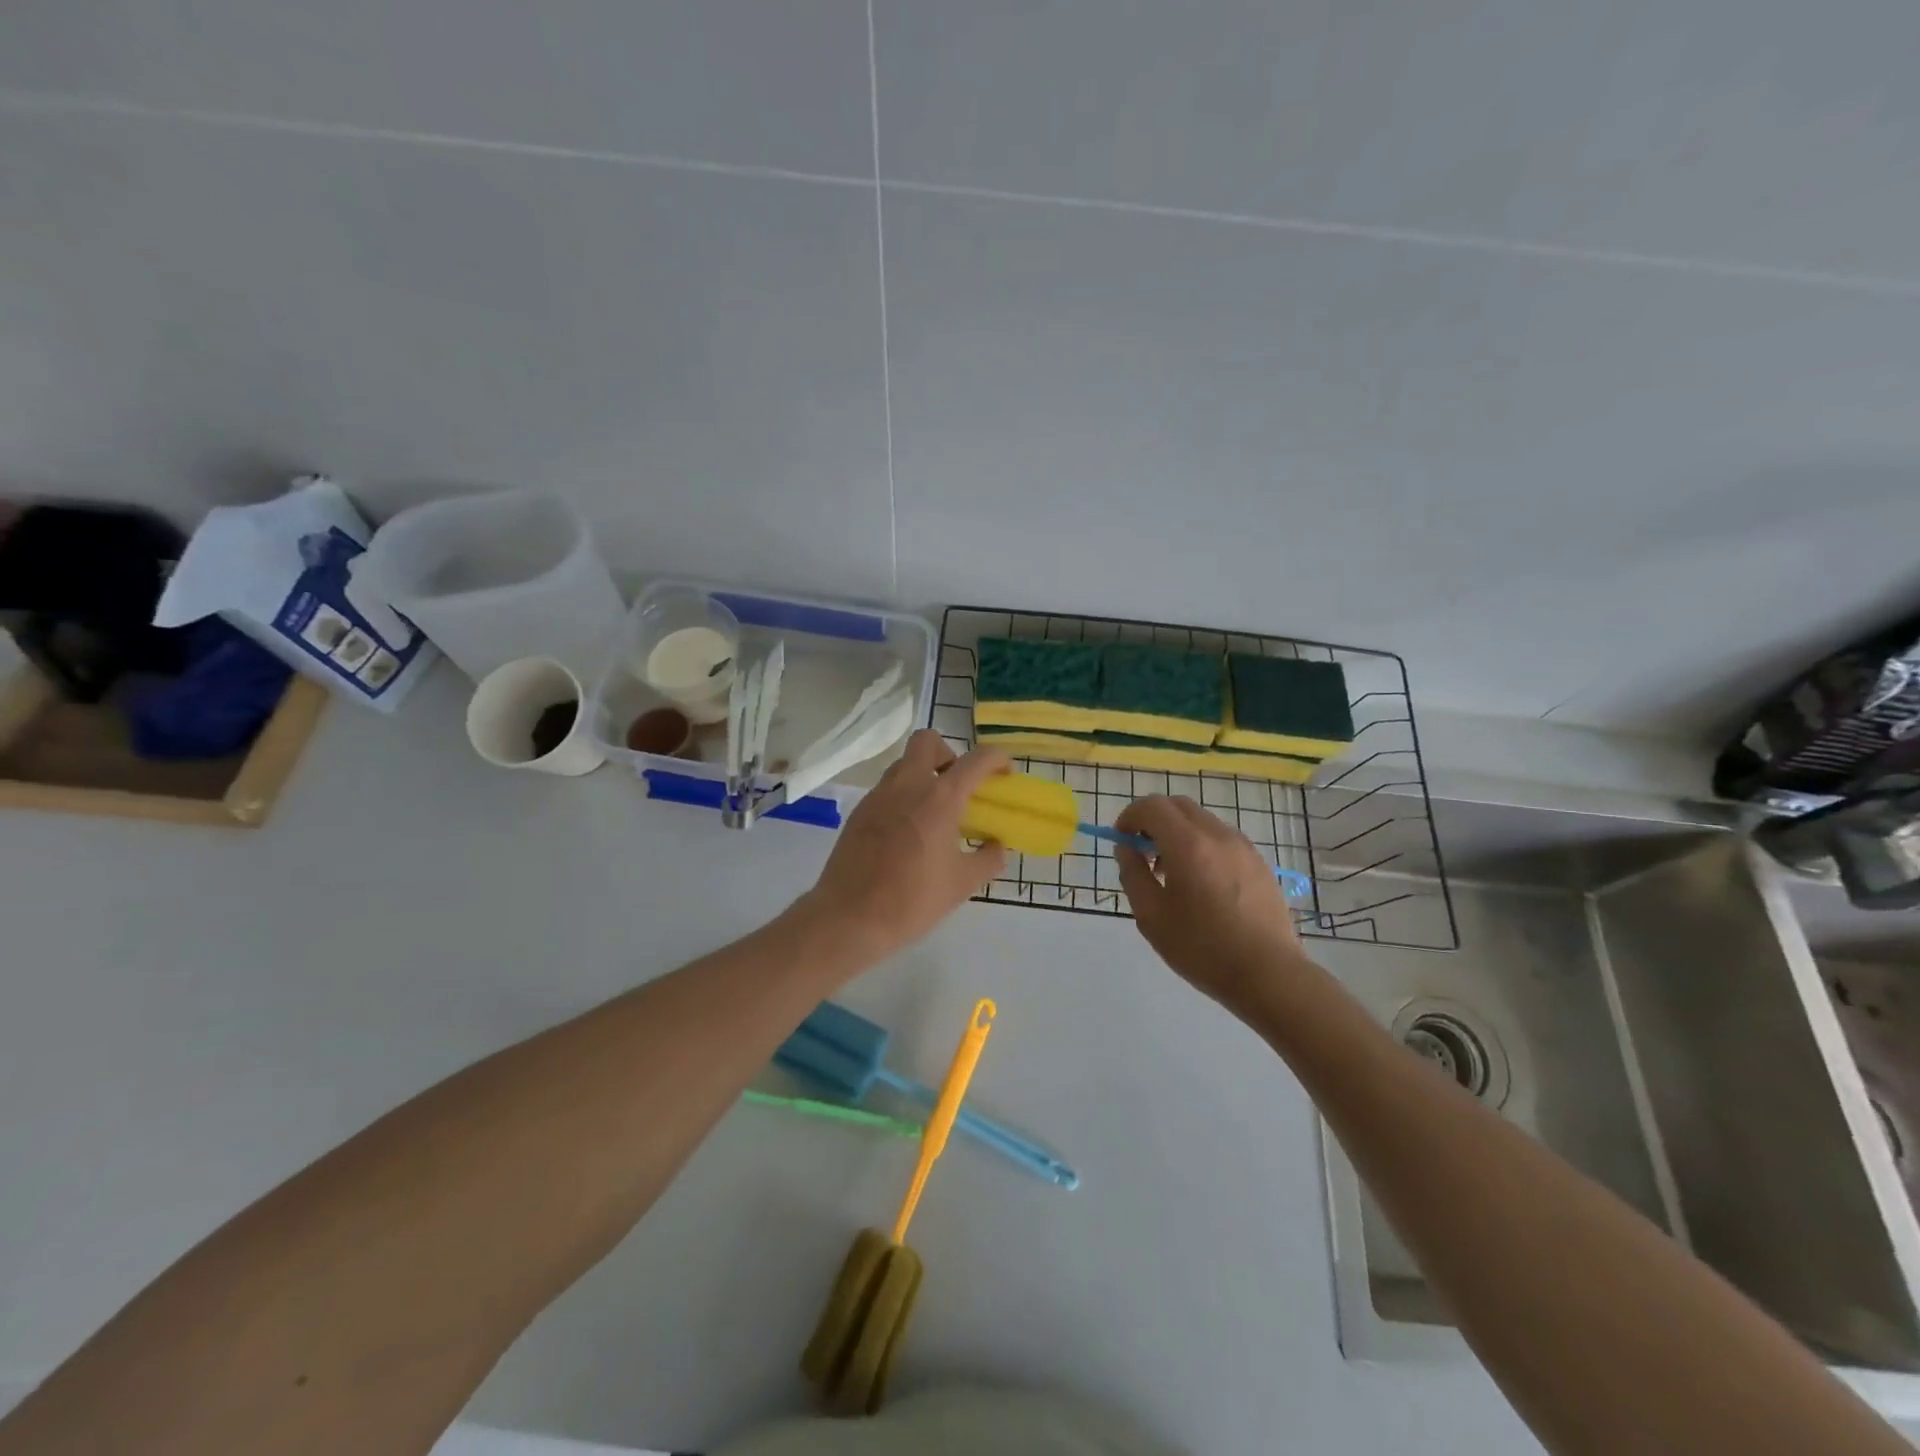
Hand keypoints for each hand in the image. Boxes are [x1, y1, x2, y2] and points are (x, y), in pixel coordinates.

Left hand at [800, 730, 1009, 962]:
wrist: (849, 918)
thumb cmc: (912, 900)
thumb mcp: (963, 884)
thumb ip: (988, 859)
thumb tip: (997, 845)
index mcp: (940, 798)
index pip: (975, 759)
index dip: (996, 759)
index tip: (1004, 773)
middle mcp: (907, 785)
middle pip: (928, 741)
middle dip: (949, 753)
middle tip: (959, 785)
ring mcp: (878, 796)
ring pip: (904, 764)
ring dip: (924, 775)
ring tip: (934, 813)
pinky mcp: (859, 812)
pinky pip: (887, 790)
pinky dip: (903, 797)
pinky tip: (907, 833)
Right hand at [1114, 795, 1309, 1017]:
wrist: (1269, 974)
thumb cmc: (1202, 948)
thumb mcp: (1151, 916)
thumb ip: (1132, 874)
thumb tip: (1127, 848)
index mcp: (1188, 844)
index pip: (1152, 806)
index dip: (1129, 817)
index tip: (1122, 841)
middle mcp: (1217, 835)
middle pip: (1177, 805)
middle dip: (1153, 820)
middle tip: (1143, 853)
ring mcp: (1242, 846)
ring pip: (1201, 820)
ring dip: (1177, 832)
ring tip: (1171, 874)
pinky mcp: (1258, 862)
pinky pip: (1221, 838)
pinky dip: (1201, 845)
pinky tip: (1201, 884)